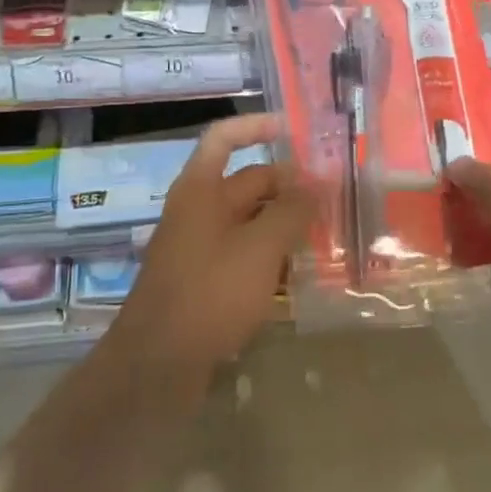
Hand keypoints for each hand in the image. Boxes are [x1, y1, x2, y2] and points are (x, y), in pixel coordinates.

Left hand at [113, 113, 314, 374]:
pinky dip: (269, 255)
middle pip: (247, 182)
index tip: (294, 131)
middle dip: (288, 186)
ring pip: (248, 220)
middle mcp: (197, 209)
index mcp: (200, 188)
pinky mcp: (204, 279)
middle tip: (333, 197)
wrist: (157, 364)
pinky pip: (242, 253)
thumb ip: (290, 211)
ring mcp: (198, 246)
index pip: (224, 138)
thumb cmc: (210, 293)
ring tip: (326, 233)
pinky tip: (299, 271)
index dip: (256, 126)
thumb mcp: (260, 248)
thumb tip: (315, 184)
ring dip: (283, 223)